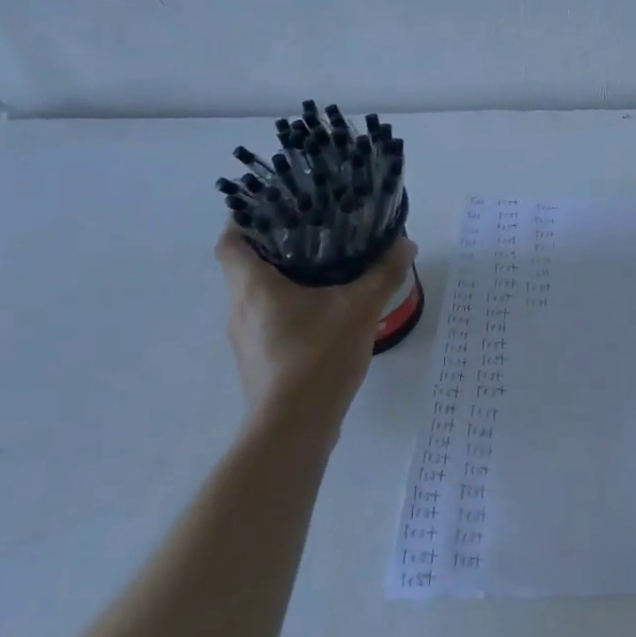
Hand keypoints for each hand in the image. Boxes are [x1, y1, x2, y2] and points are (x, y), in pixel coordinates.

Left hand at [215, 227, 417, 436]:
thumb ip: (383, 273)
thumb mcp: (360, 308)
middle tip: (312, 234)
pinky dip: (289, 310)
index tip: (270, 209)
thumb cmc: (318, 357)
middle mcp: (240, 309)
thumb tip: (405, 244)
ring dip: (282, 282)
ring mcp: (246, 339)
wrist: (294, 427)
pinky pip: (269, 322)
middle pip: (245, 268)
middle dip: (274, 248)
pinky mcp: (259, 362)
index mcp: (253, 287)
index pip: (230, 242)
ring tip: (323, 272)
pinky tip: (323, 314)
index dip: (243, 221)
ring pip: (257, 297)